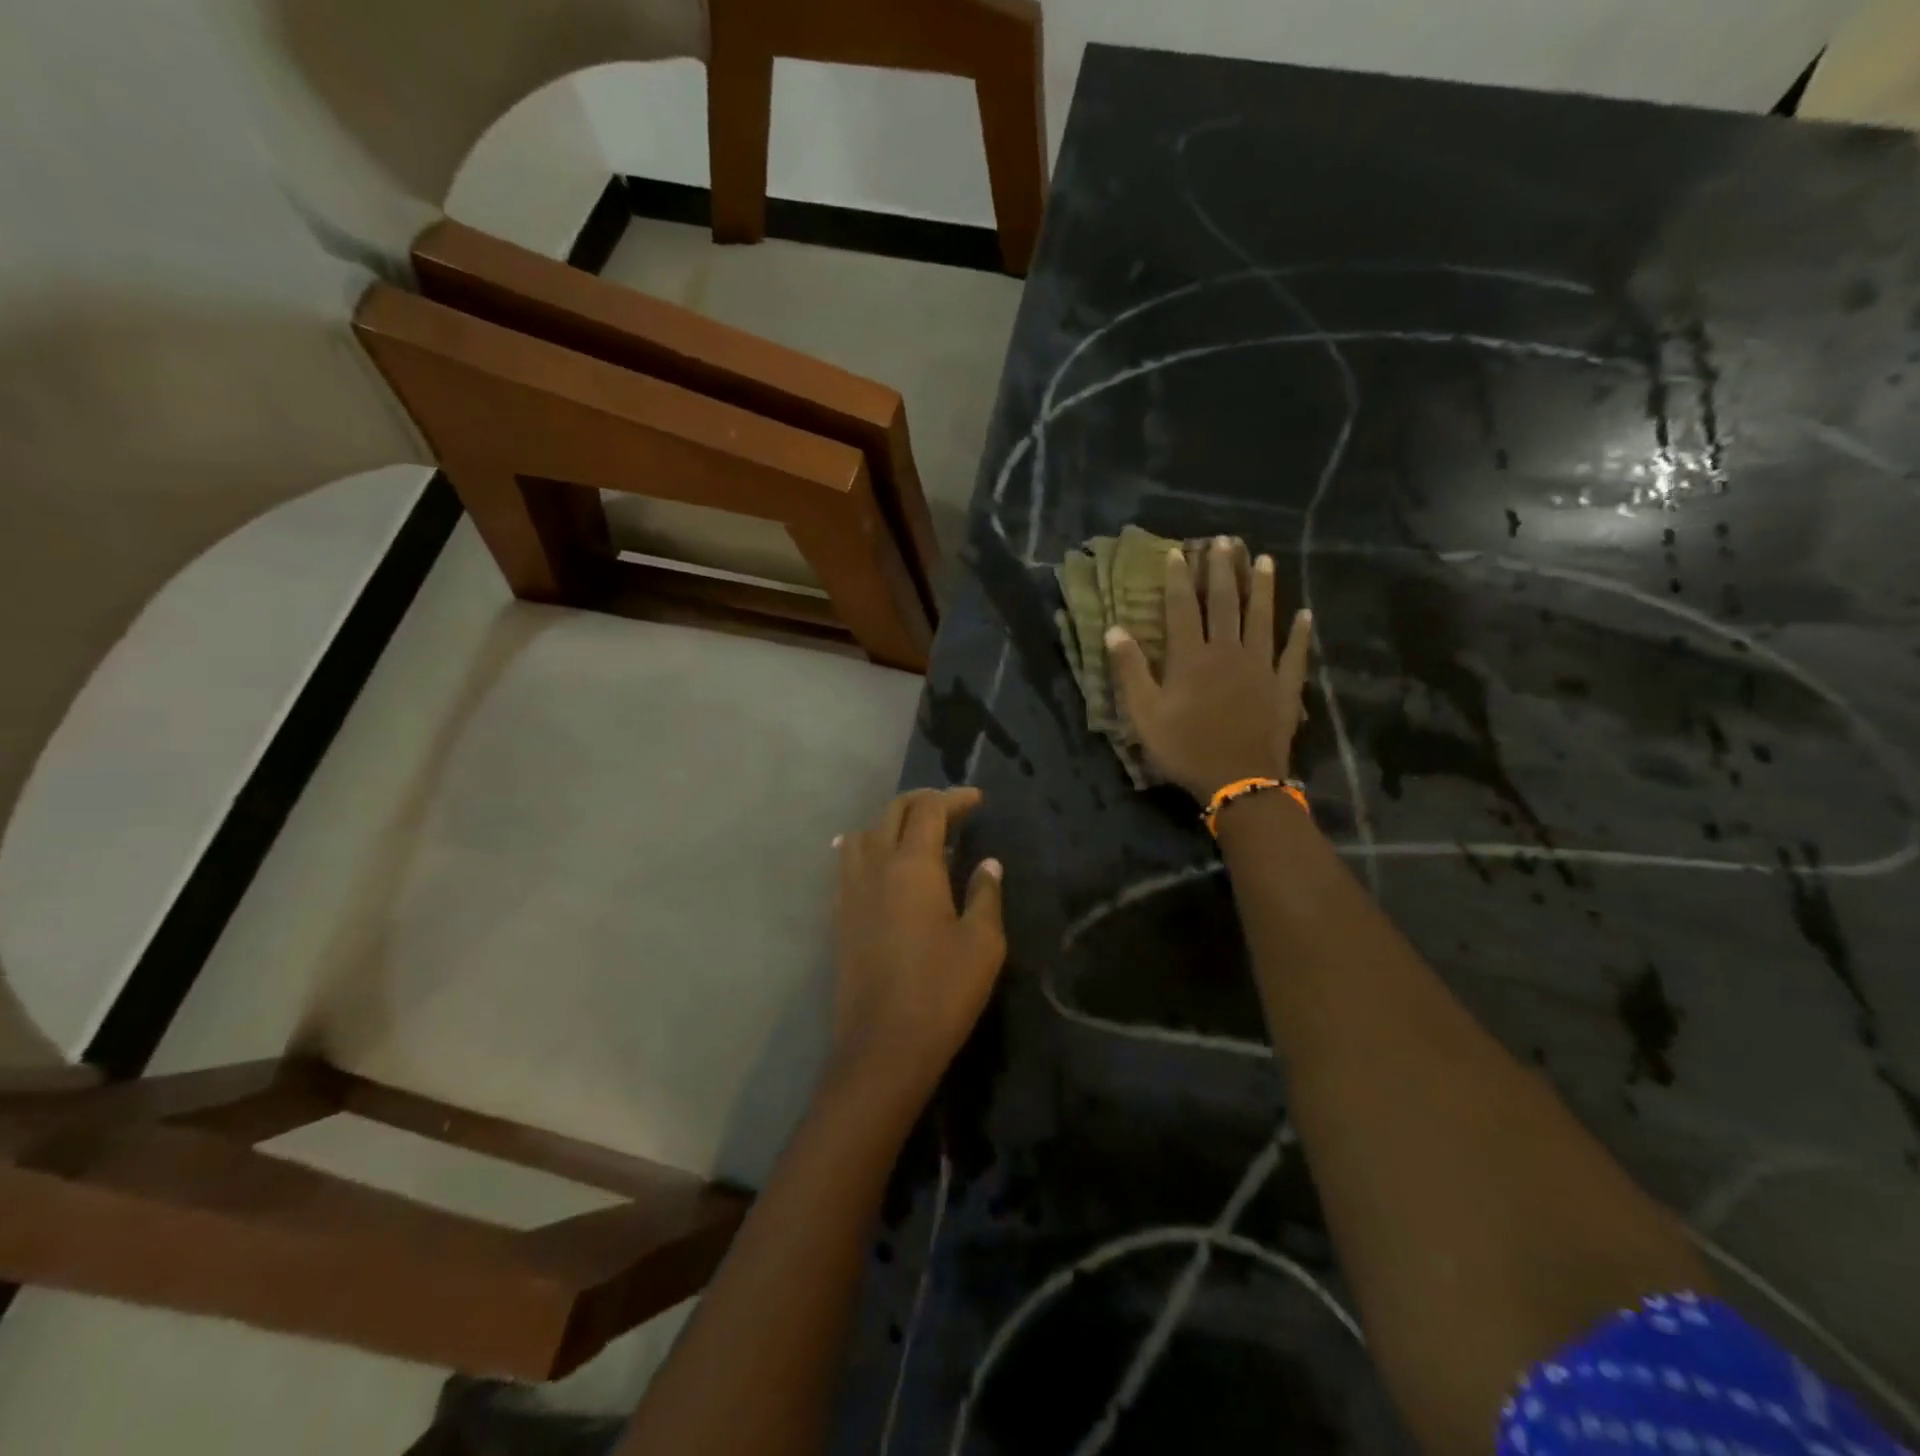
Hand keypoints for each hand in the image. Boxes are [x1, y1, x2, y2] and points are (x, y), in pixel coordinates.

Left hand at [828, 788, 1006, 1108]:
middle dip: (923, 801)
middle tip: (952, 808)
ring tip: (915, 834)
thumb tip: (987, 863)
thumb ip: (985, 894)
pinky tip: (878, 861)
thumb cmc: (942, 991)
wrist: (883, 1046)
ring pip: (864, 832)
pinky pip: (847, 861)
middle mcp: (875, 866)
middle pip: (893, 812)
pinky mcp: (839, 915)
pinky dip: (866, 846)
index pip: (930, 811)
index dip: (954, 798)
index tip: (977, 800)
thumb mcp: (982, 942)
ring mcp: (850, 890)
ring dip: (890, 822)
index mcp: (913, 865)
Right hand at [1106, 536, 1314, 801]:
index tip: (1179, 552)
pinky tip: (1305, 614)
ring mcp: (1261, 667)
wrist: (1238, 780)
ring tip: (1263, 559)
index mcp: (1190, 657)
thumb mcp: (1144, 714)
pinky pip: (1294, 653)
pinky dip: (1300, 633)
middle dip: (1222, 571)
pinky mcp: (1285, 686)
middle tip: (1224, 541)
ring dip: (1262, 588)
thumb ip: (1130, 670)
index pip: (1181, 608)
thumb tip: (1114, 629)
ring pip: (1262, 618)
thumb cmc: (1184, 748)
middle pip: (1224, 603)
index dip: (1178, 579)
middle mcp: (1227, 651)